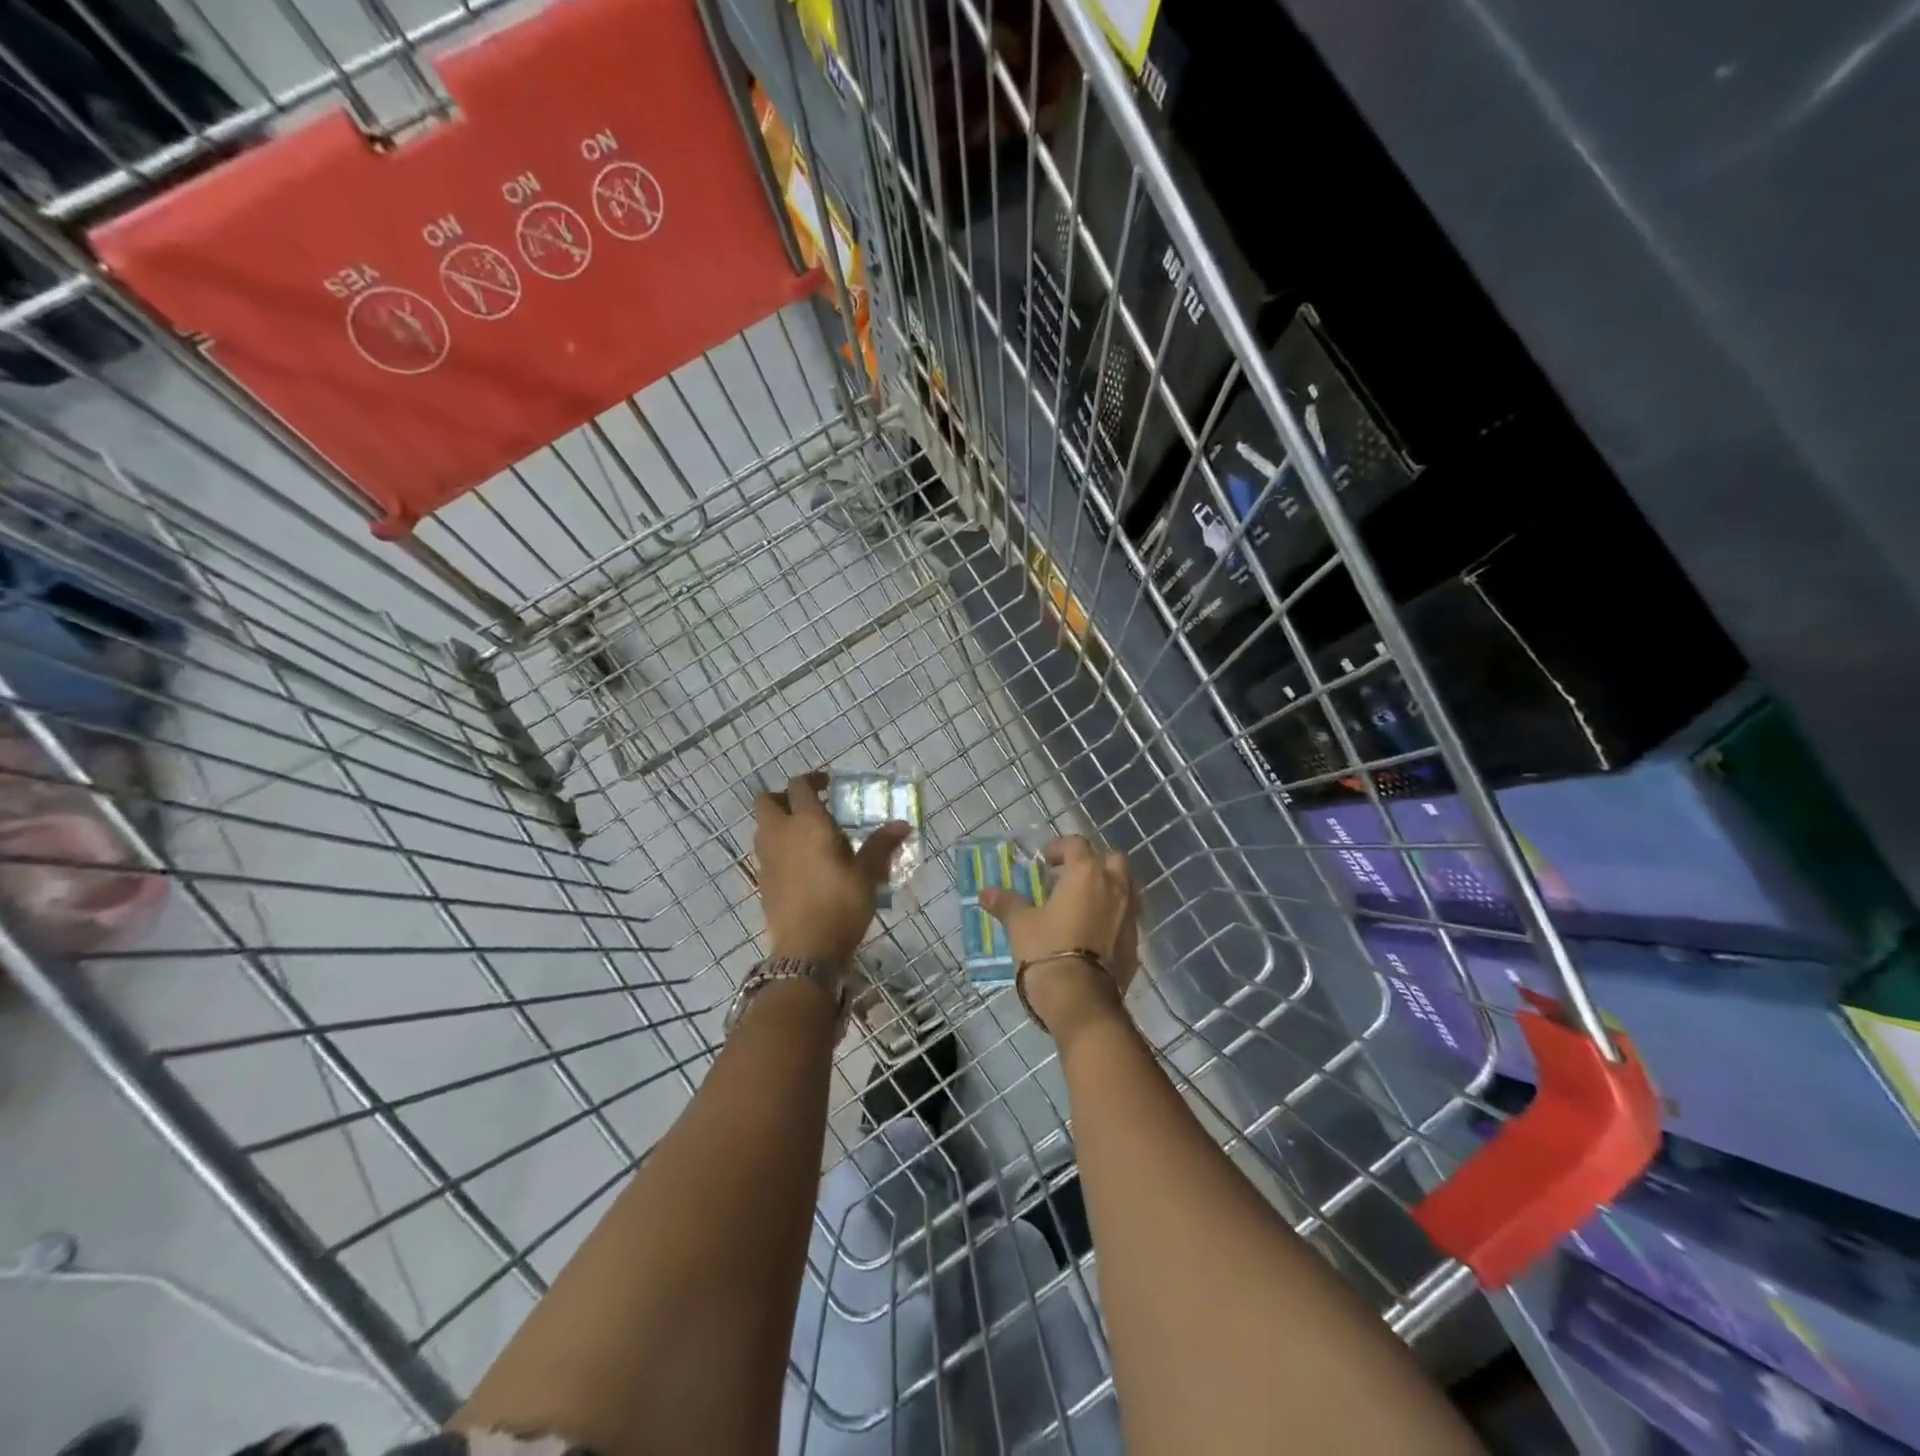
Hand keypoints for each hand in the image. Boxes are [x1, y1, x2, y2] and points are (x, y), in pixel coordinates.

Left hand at [753, 771, 910, 967]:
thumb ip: (881, 845)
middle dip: (784, 798)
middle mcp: (780, 834)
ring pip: (762, 826)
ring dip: (778, 822)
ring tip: (806, 836)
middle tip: (809, 808)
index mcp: (807, 823)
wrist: (807, 950)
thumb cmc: (841, 904)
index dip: (812, 780)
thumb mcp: (867, 874)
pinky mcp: (761, 881)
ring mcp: (766, 858)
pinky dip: (778, 849)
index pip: (799, 786)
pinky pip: (765, 852)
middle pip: (766, 801)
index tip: (828, 785)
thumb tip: (902, 824)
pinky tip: (801, 865)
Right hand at [980, 835, 1139, 1042]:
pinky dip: (1113, 915)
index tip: (1045, 861)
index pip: (1077, 844)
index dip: (1060, 847)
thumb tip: (986, 892)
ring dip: (1108, 887)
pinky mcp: (1135, 942)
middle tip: (1070, 877)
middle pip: (1112, 859)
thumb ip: (1007, 903)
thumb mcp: (1021, 925)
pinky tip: (1093, 932)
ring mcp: (1130, 915)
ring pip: (1126, 887)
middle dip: (1094, 862)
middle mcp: (1114, 887)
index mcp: (1086, 874)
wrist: (1082, 1000)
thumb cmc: (1047, 951)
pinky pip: (1127, 917)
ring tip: (1083, 903)